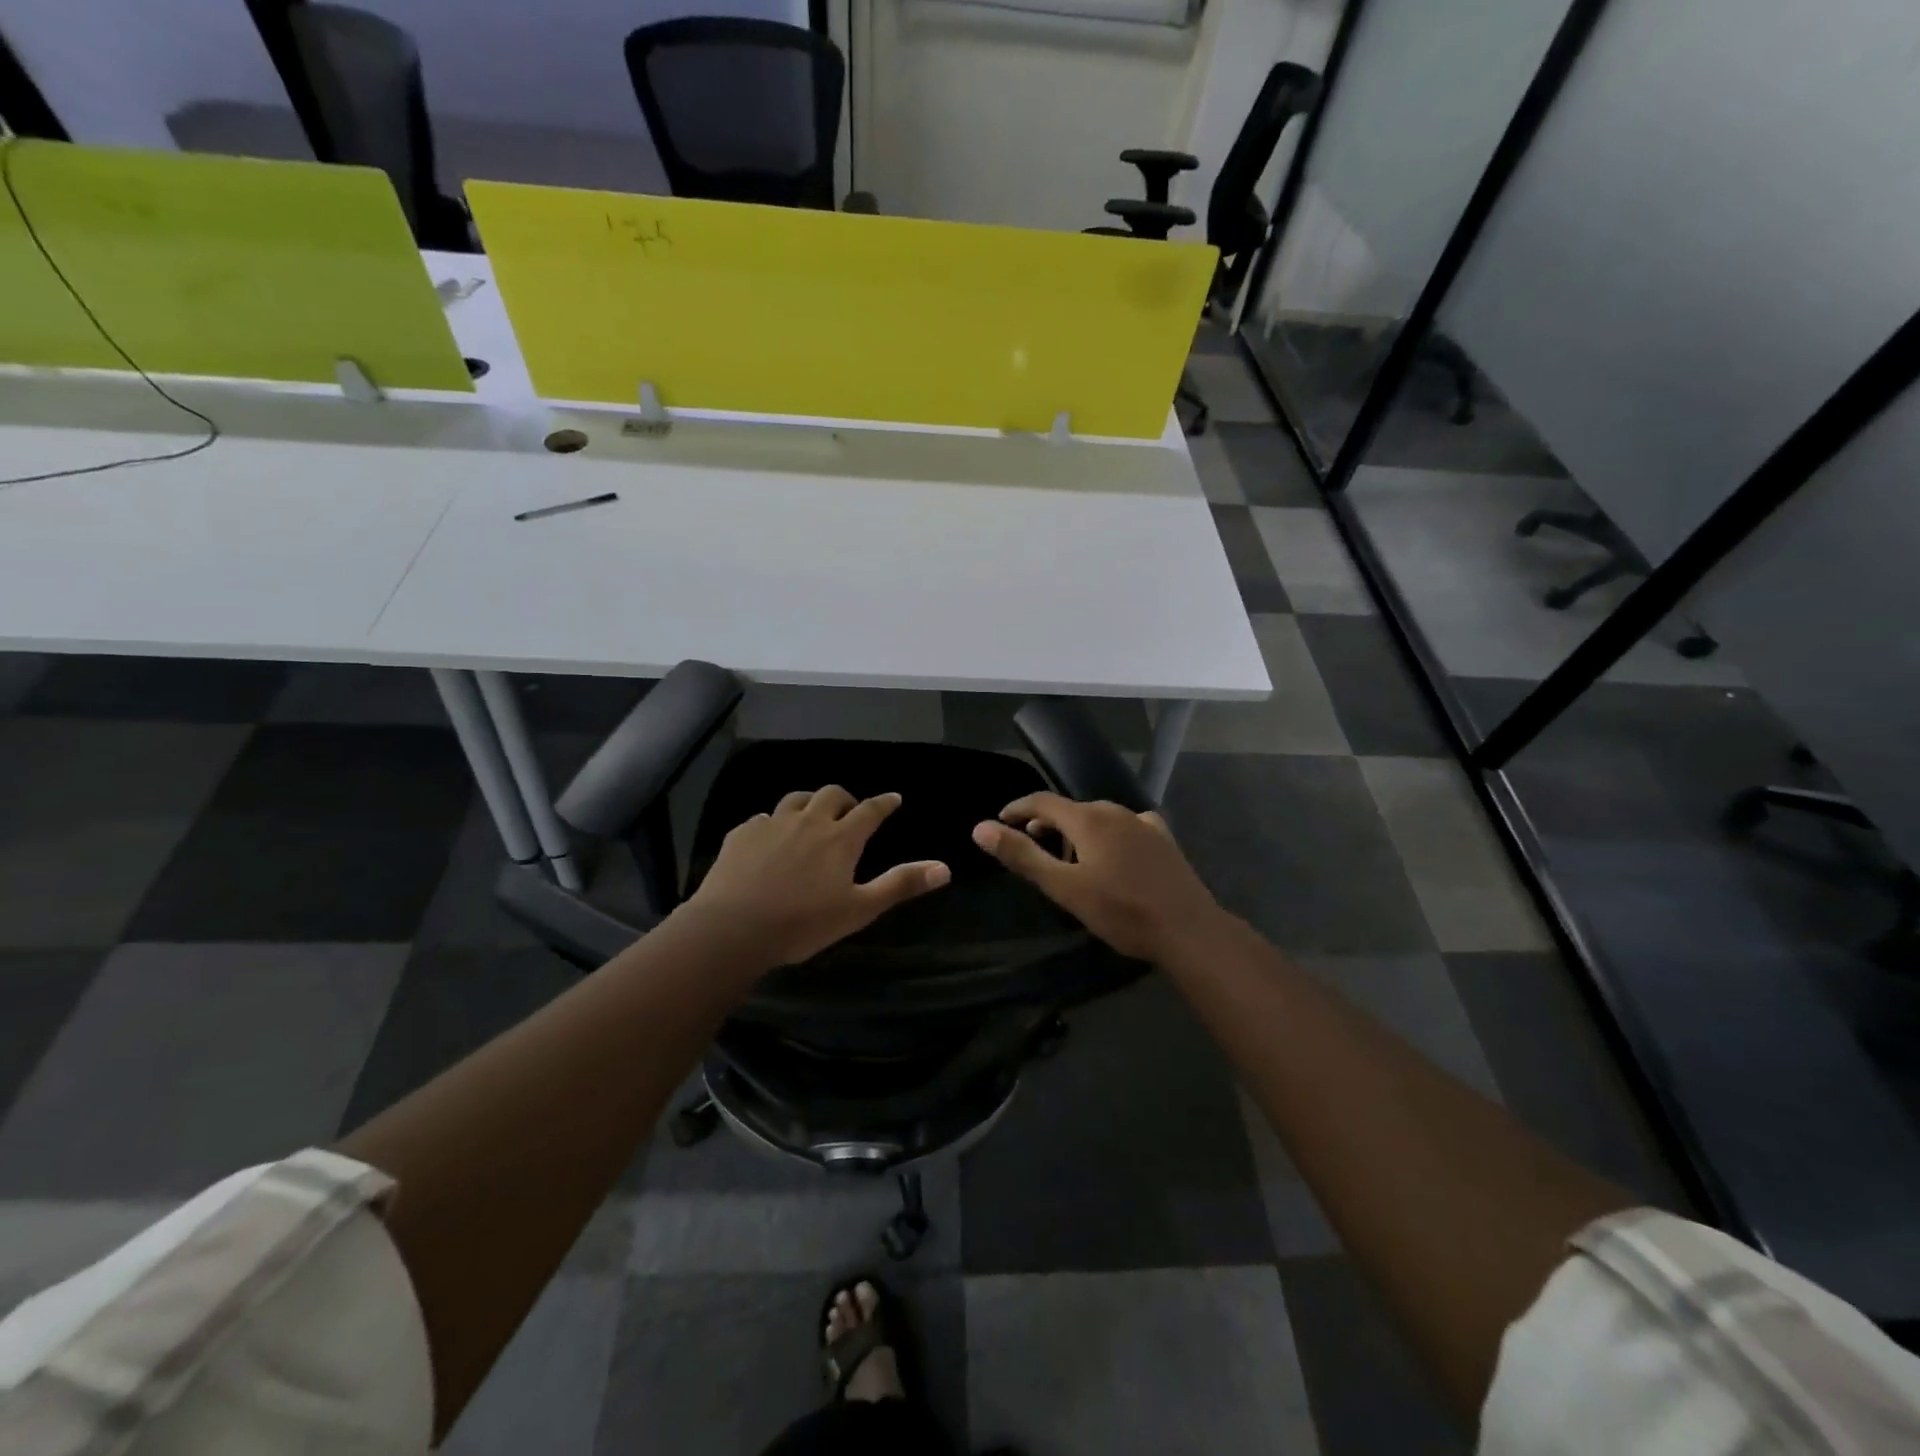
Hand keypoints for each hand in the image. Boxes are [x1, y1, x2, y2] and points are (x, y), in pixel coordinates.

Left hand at [681, 786, 950, 968]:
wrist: (733, 928)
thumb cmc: (803, 923)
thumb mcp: (859, 909)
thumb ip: (900, 885)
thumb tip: (944, 868)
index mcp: (840, 838)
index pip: (870, 810)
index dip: (884, 803)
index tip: (894, 798)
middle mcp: (808, 821)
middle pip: (831, 795)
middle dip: (846, 799)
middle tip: (850, 811)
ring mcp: (772, 824)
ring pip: (796, 799)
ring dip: (810, 803)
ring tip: (811, 816)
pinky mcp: (742, 834)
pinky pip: (763, 818)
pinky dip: (774, 823)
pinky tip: (770, 838)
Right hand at [972, 793, 1222, 962]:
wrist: (1188, 929)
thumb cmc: (1121, 911)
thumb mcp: (1064, 887)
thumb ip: (1022, 855)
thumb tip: (980, 828)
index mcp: (1088, 818)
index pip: (1041, 801)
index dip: (1017, 808)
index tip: (999, 821)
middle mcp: (1115, 810)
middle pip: (1070, 809)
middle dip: (1046, 824)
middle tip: (1031, 848)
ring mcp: (1143, 823)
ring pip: (1098, 818)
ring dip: (1076, 832)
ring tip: (1068, 859)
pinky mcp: (1163, 839)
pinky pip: (1125, 827)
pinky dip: (1107, 835)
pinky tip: (1113, 854)